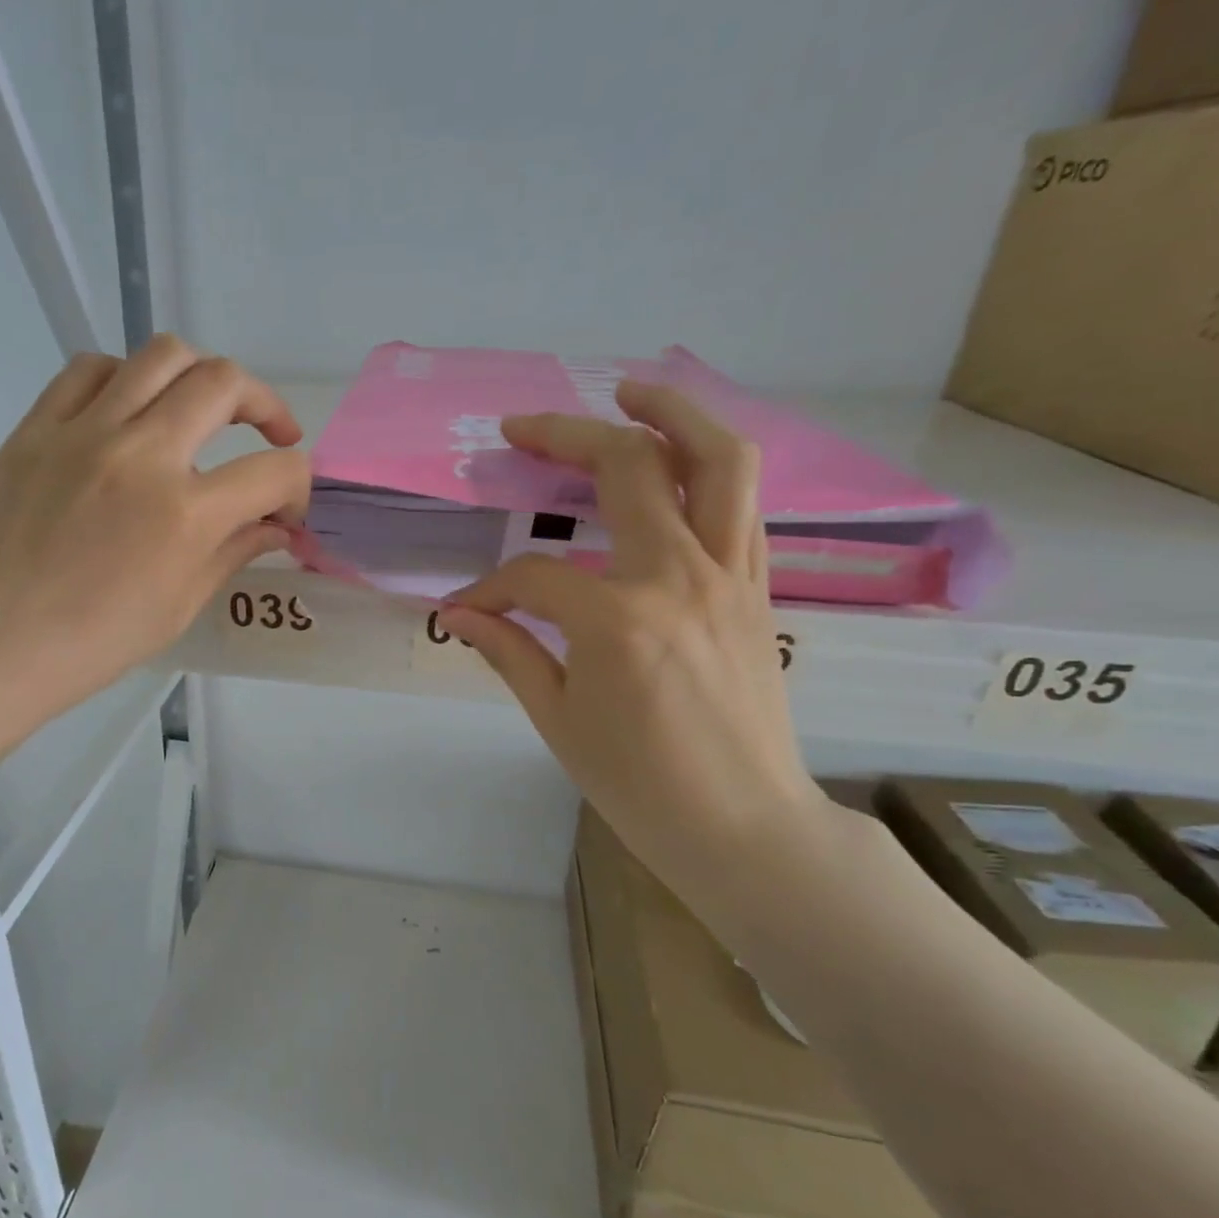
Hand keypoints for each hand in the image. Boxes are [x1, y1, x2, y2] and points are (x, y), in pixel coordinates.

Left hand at [0, 335, 306, 832]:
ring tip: (203, 410)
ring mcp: (83, 431)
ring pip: (162, 355)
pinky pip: (91, 369)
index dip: (298, 486)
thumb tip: (277, 527)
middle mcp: (141, 454)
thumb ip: (234, 553)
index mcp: (184, 515)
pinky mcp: (37, 426)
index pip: (274, 473)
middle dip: (265, 406)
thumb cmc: (90, 644)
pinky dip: (127, 378)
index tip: (289, 507)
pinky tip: (130, 411)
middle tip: (269, 437)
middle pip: (224, 384)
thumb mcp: (178, 607)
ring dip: (202, 377)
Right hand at [438, 384, 826, 880]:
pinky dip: (711, 469)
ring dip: (673, 413)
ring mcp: (731, 577)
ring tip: (632, 390)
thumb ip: (508, 650)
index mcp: (618, 619)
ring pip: (719, 461)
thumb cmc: (640, 784)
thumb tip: (459, 612)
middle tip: (523, 426)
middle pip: (629, 468)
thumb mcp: (558, 720)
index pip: (533, 575)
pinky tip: (677, 466)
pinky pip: (743, 506)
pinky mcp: (759, 589)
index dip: (490, 587)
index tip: (466, 609)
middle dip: (566, 436)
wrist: (745, 827)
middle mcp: (680, 577)